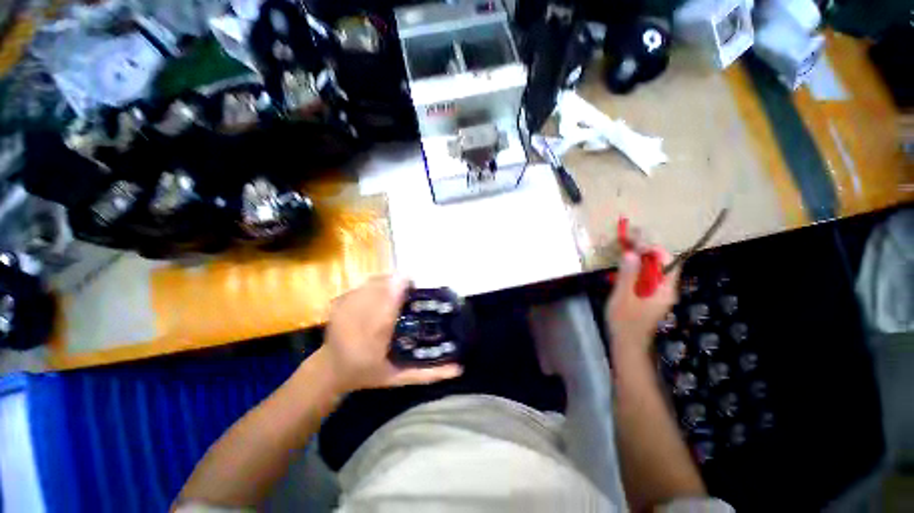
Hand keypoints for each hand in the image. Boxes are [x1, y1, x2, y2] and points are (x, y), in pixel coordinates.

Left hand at [317, 275, 462, 393]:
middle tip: (408, 287)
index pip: (388, 308)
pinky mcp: (337, 304)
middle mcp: (357, 323)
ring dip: (386, 282)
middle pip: (379, 288)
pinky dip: (373, 284)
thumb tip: (460, 368)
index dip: (400, 289)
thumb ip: (428, 373)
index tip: (413, 282)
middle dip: (395, 282)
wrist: (330, 370)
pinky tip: (379, 293)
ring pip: (370, 283)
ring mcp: (344, 311)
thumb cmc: (368, 374)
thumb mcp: (400, 378)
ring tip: (396, 288)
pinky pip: (361, 285)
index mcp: (375, 342)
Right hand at [606, 248, 679, 357]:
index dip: (651, 247)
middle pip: (661, 262)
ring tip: (624, 248)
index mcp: (664, 288)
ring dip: (640, 257)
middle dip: (645, 249)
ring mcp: (659, 293)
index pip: (665, 260)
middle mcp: (666, 288)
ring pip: (653, 269)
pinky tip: (624, 267)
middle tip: (628, 240)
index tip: (634, 240)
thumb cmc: (625, 320)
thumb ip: (627, 275)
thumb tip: (631, 254)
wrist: (628, 342)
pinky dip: (637, 268)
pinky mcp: (650, 296)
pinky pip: (647, 276)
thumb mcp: (623, 296)